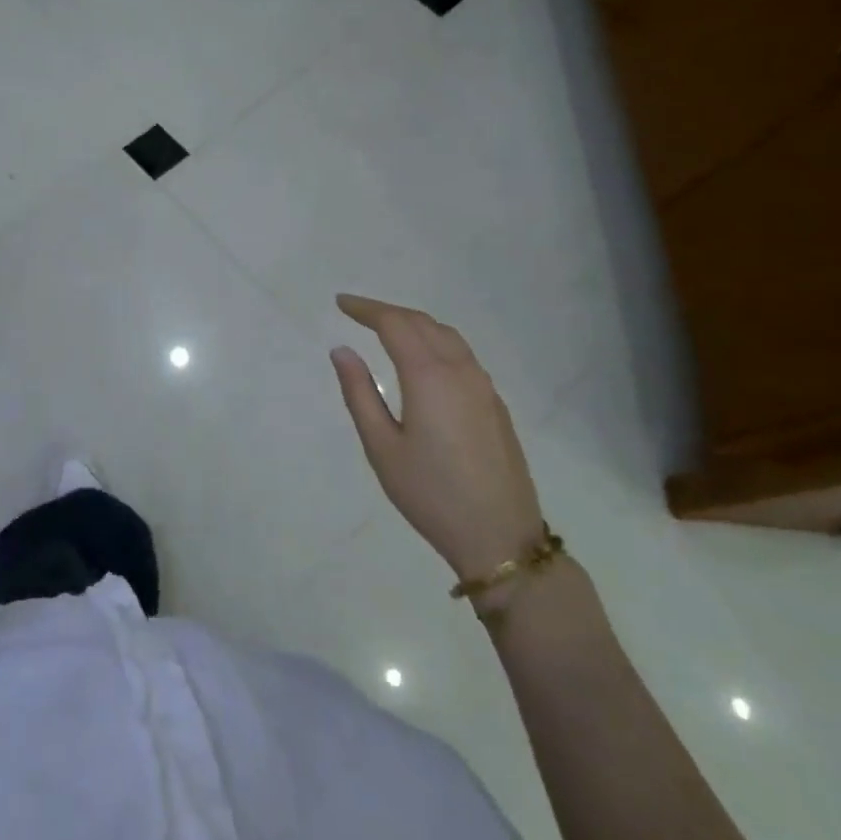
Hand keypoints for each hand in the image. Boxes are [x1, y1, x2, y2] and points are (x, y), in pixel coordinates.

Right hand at [330, 293, 545, 580]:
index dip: (366, 309)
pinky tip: (423, 360)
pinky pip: (462, 356)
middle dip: (388, 312)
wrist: (499, 536)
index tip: (341, 302)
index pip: (395, 324)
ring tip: (386, 329)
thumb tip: (342, 350)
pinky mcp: (495, 404)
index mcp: (429, 377)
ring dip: (415, 324)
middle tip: (357, 312)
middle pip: (423, 323)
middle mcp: (461, 371)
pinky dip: (435, 342)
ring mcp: (484, 387)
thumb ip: (360, 393)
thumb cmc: (430, 493)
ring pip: (448, 336)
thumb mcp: (381, 446)